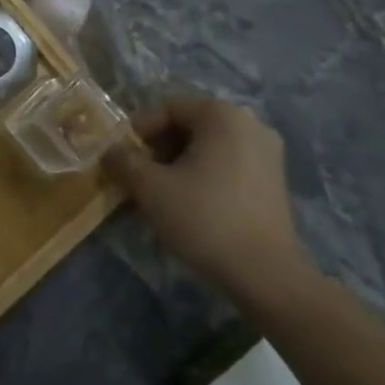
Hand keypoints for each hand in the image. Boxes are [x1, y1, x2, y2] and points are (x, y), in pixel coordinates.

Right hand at [108, 97, 310, 297]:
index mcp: (222, 115)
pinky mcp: (275, 181)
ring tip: (161, 191)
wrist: (266, 275)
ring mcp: (268, 153)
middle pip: (190, 125)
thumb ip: (124, 161)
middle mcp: (249, 124)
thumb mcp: (150, 188)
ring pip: (209, 146)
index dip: (140, 130)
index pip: (168, 108)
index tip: (123, 157)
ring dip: (179, 162)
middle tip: (139, 175)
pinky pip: (228, 164)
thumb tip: (109, 150)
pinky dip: (204, 174)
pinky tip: (190, 202)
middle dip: (159, 148)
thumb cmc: (205, 219)